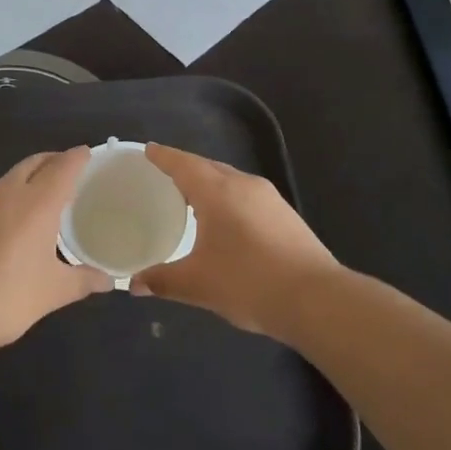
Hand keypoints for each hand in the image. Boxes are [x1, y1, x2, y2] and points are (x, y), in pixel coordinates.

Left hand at [0, 146, 110, 355]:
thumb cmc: (4, 298)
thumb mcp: (52, 292)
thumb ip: (83, 281)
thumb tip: (108, 280)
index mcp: (36, 203)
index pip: (63, 166)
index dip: (78, 157)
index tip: (91, 153)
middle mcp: (8, 193)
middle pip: (35, 162)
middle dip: (54, 161)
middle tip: (72, 172)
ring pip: (12, 176)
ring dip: (32, 176)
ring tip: (47, 196)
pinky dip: (13, 195)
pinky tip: (16, 221)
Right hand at [129, 144, 346, 337]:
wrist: (315, 299)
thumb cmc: (248, 283)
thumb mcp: (198, 284)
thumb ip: (162, 281)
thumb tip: (134, 284)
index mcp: (217, 192)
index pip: (183, 164)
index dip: (164, 157)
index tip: (149, 150)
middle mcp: (244, 185)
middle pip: (208, 167)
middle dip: (186, 168)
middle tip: (165, 174)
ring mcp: (270, 198)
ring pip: (231, 180)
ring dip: (210, 183)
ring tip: (192, 197)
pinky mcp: (286, 215)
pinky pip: (247, 195)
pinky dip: (229, 198)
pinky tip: (226, 220)